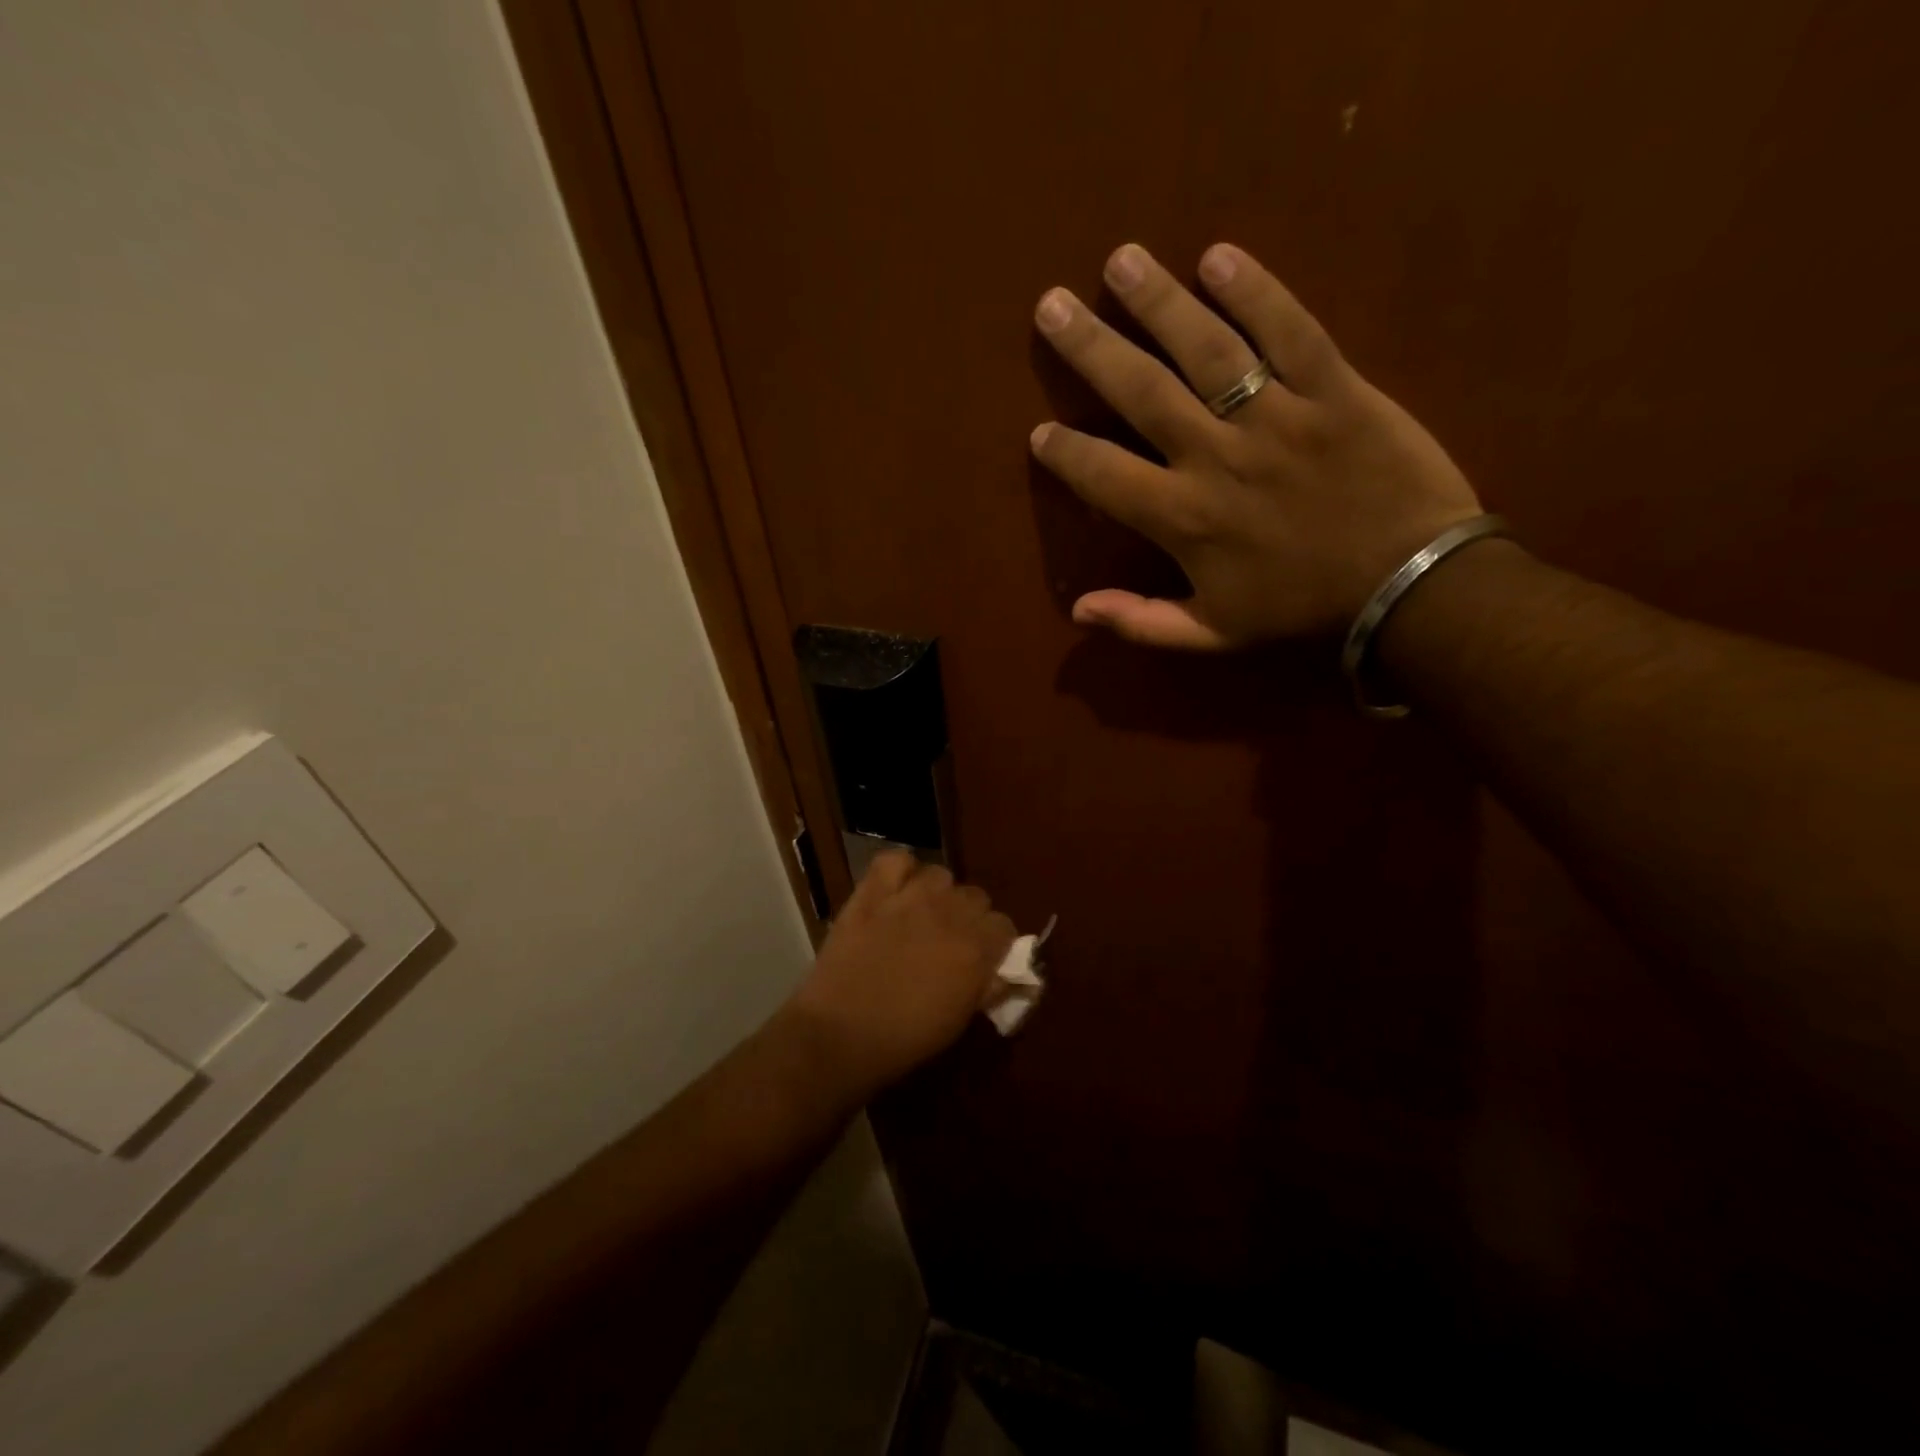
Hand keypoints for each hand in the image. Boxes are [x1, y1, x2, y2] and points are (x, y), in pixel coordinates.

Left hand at [786, 850, 1016, 1096]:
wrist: (839, 1035)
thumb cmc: (904, 1039)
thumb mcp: (959, 1021)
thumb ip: (987, 988)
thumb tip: (1004, 974)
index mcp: (976, 948)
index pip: (1004, 925)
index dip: (994, 942)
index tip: (981, 958)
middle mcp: (949, 913)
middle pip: (976, 896)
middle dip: (968, 916)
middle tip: (949, 940)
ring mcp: (909, 898)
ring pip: (940, 875)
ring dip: (936, 894)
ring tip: (920, 915)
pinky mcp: (872, 892)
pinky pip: (894, 860)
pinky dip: (898, 871)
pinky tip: (894, 890)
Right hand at [1030, 242, 1482, 647]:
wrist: (1409, 585)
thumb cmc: (1302, 609)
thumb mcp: (1214, 634)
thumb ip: (1142, 622)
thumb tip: (1078, 611)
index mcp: (1185, 519)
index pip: (1107, 476)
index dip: (1067, 453)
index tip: (1040, 431)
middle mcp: (1218, 458)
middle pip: (1142, 392)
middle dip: (1091, 348)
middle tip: (1050, 305)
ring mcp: (1277, 417)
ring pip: (1207, 349)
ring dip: (1159, 302)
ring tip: (1121, 261)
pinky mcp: (1335, 388)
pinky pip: (1291, 331)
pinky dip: (1256, 292)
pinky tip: (1217, 256)